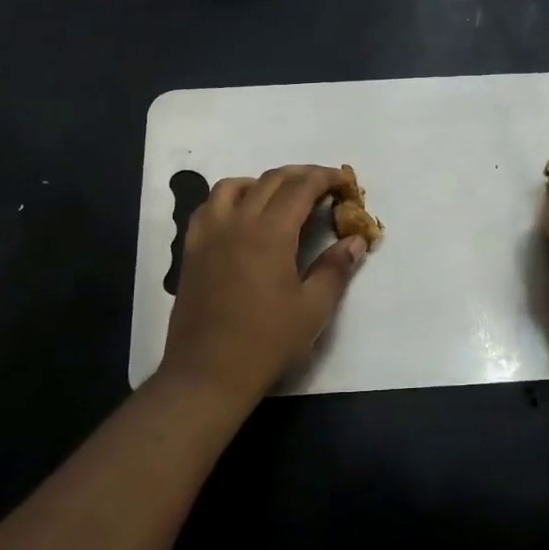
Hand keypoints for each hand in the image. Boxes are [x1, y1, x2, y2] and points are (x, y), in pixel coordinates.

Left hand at [159, 164, 369, 399]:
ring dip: (263, 182)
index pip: (300, 187)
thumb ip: (335, 268)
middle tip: (324, 186)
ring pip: (234, 186)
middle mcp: (237, 222)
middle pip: (270, 180)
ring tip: (282, 197)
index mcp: (269, 233)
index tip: (345, 181)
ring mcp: (209, 234)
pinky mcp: (192, 250)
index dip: (326, 178)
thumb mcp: (313, 309)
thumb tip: (356, 240)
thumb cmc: (266, 343)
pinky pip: (209, 208)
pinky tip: (242, 217)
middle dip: (301, 175)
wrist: (208, 374)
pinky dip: (231, 199)